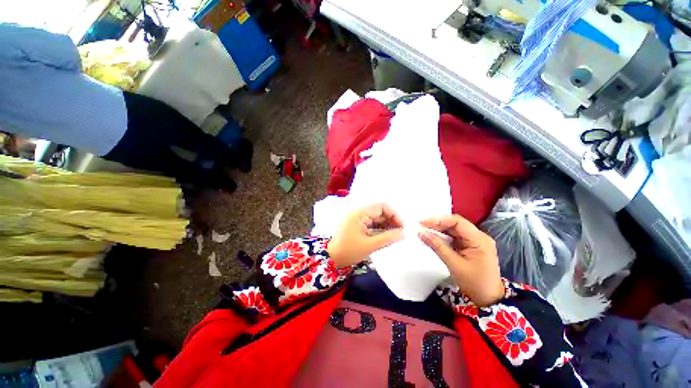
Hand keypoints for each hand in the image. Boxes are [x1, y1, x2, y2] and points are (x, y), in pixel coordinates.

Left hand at [328, 203, 404, 267]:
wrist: (332, 259)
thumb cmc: (349, 251)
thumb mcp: (370, 245)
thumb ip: (388, 238)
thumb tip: (404, 233)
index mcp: (360, 213)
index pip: (381, 206)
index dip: (394, 214)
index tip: (402, 226)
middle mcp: (359, 213)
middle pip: (380, 212)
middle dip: (392, 220)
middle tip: (401, 233)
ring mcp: (359, 219)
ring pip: (377, 218)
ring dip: (387, 225)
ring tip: (397, 235)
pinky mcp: (359, 226)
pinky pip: (373, 224)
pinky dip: (381, 229)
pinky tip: (388, 236)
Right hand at [419, 215, 503, 306]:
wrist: (488, 299)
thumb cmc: (474, 283)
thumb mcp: (454, 264)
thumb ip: (438, 246)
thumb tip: (421, 233)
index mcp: (479, 239)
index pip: (457, 222)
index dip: (439, 220)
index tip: (423, 223)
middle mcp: (479, 236)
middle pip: (455, 224)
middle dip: (437, 224)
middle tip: (421, 226)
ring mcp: (475, 241)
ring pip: (454, 229)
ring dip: (439, 229)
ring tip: (424, 230)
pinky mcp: (470, 246)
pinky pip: (455, 236)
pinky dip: (443, 236)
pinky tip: (433, 237)